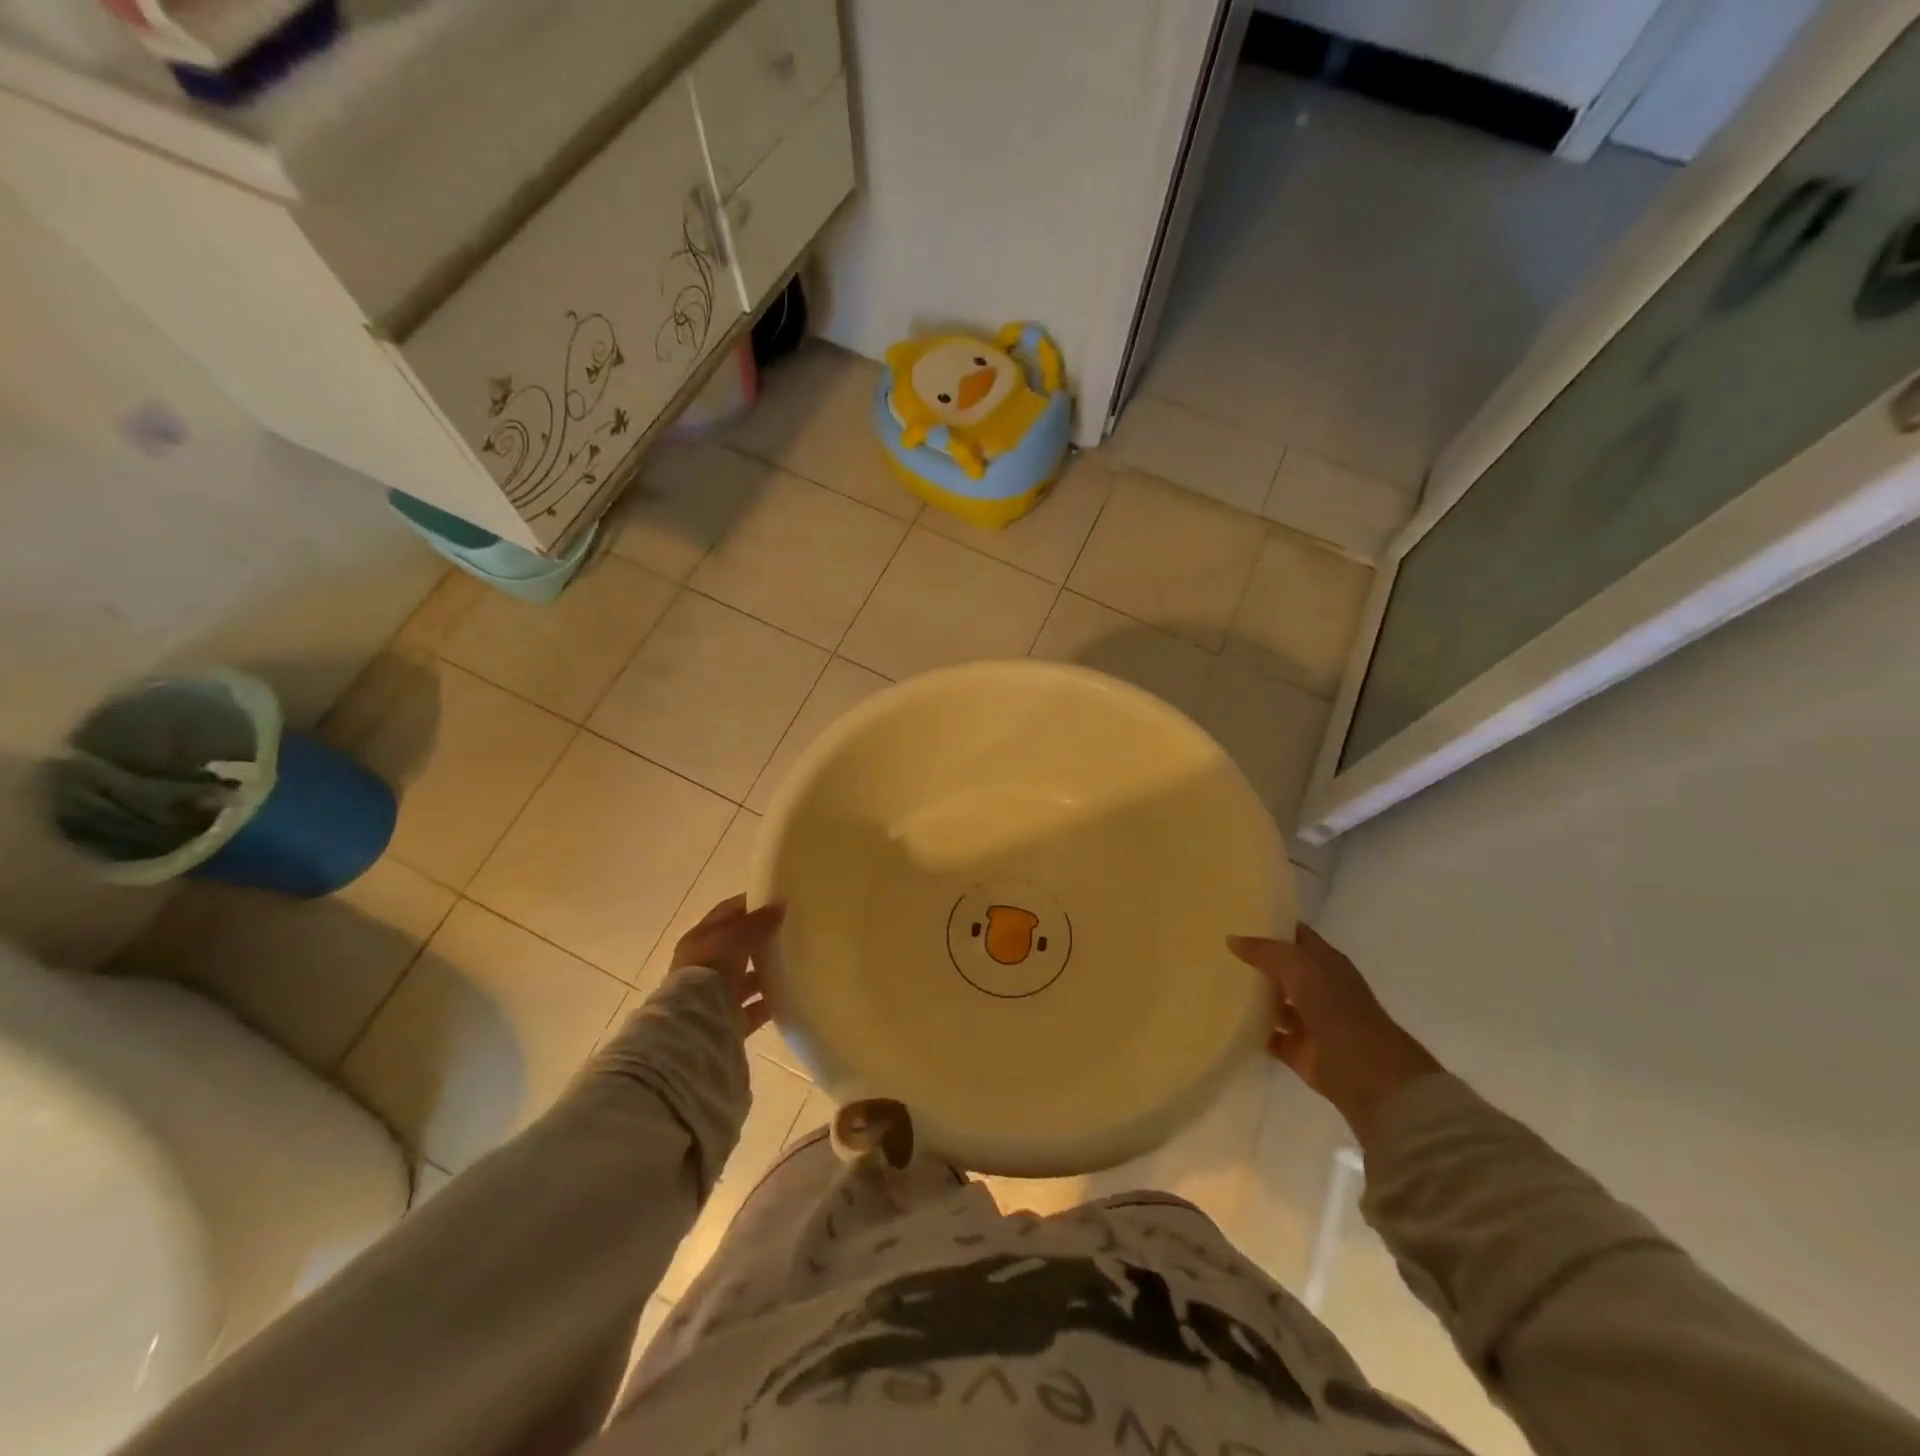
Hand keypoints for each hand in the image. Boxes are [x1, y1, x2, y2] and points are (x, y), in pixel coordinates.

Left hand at [671, 894, 784, 1034]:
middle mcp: (705, 965)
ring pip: (746, 978)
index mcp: (700, 940)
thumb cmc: (709, 971)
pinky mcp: (730, 1020)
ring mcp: (716, 995)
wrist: (695, 1026)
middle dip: (761, 937)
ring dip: (766, 971)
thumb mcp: (734, 937)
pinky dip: (771, 1001)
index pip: (727, 913)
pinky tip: (791, 992)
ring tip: (796, 960)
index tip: (777, 899)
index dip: (750, 904)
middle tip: (791, 929)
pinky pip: (755, 1007)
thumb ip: (757, 922)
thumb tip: (780, 905)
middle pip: (737, 946)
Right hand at [1228, 925, 1442, 1149]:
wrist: (1368, 1076)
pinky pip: (1268, 1035)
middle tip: (1216, 947)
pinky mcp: (1298, 1051)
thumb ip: (1266, 951)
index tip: (1236, 915)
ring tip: (1214, 981)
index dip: (1270, 923)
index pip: (1295, 935)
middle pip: (1282, 968)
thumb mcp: (1300, 968)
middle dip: (1254, 959)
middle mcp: (1318, 988)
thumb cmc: (1338, 1010)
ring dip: (1251, 995)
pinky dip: (1250, 1029)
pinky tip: (1225, 1018)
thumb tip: (1232, 939)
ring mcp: (1309, 1021)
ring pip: (1274, 1001)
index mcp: (1325, 962)